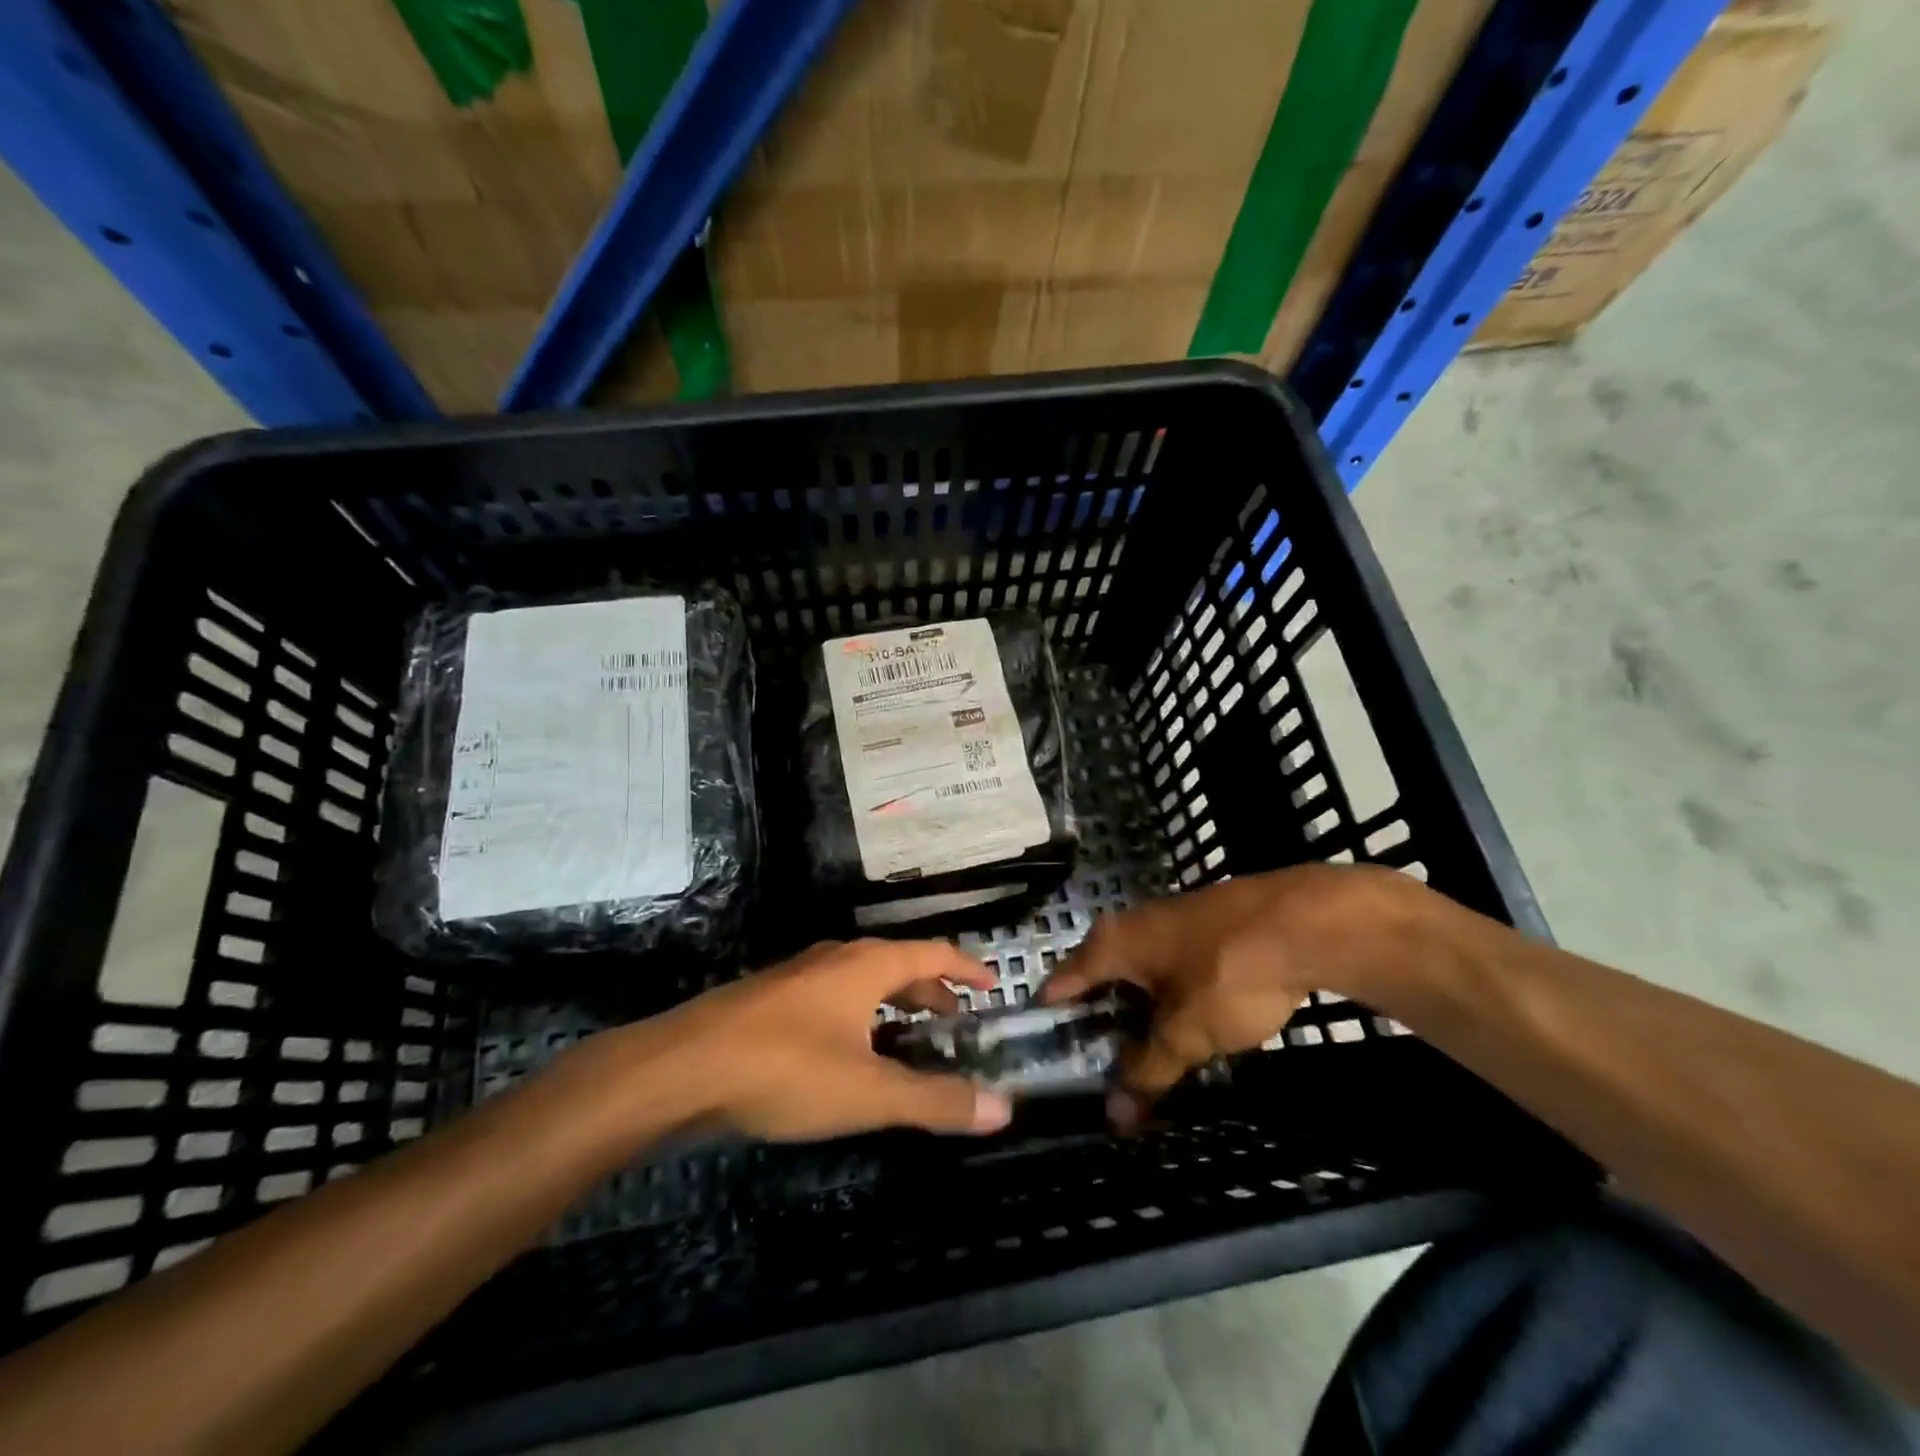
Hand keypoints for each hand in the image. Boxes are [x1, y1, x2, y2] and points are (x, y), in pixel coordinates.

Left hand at [651, 939, 1014, 1140]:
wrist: (680, 1069)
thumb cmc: (784, 1069)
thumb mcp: (868, 1092)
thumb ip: (935, 1101)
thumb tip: (1003, 1109)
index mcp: (866, 965)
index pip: (932, 952)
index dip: (967, 967)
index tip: (992, 985)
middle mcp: (835, 959)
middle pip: (897, 965)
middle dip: (930, 992)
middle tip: (956, 1024)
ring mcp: (799, 978)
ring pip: (862, 983)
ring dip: (893, 1005)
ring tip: (910, 1042)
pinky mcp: (770, 1002)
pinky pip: (833, 1000)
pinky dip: (860, 1018)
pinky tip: (851, 1056)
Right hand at [1040, 865, 1437, 1122]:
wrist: (1305, 921)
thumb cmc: (1229, 973)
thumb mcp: (1185, 1033)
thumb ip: (1148, 1071)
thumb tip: (1116, 1115)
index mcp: (1112, 944)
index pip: (1061, 983)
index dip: (1052, 1023)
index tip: (1048, 1062)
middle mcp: (1131, 925)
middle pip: (1099, 979)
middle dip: (1099, 1025)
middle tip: (1101, 1073)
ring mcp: (1170, 922)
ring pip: (1138, 974)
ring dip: (1137, 1014)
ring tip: (1143, 1058)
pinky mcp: (1205, 927)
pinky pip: (1170, 968)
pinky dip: (1168, 998)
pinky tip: (1187, 1025)